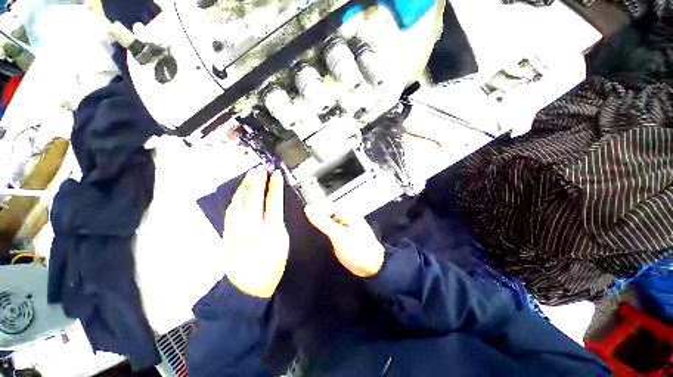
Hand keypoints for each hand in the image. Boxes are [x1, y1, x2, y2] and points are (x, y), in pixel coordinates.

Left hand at [223, 168, 288, 297]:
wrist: (246, 287)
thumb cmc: (271, 266)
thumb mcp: (282, 243)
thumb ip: (278, 223)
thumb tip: (274, 209)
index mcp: (269, 228)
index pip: (273, 200)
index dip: (275, 185)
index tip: (276, 174)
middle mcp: (251, 224)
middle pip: (253, 196)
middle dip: (257, 180)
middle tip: (260, 169)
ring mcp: (236, 227)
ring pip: (239, 200)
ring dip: (245, 185)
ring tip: (250, 175)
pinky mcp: (227, 231)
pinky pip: (232, 208)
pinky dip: (237, 197)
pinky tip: (239, 192)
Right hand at [304, 205, 384, 277]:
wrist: (371, 267)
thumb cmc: (359, 249)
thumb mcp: (338, 235)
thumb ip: (323, 222)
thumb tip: (309, 209)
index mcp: (345, 213)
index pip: (325, 205)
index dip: (313, 208)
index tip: (301, 215)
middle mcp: (344, 218)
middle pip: (325, 213)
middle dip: (315, 218)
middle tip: (302, 224)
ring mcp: (342, 228)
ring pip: (326, 223)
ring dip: (318, 226)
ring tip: (306, 231)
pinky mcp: (341, 237)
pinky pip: (328, 232)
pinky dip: (322, 233)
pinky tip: (315, 238)